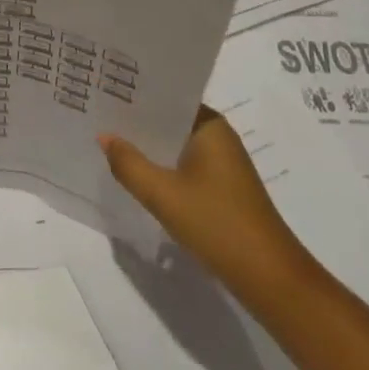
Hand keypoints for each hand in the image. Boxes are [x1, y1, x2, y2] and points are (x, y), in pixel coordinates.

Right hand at [99, 106, 308, 306]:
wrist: (270, 279)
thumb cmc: (218, 225)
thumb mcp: (164, 195)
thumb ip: (129, 164)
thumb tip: (104, 136)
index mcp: (209, 125)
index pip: (166, 96)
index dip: (135, 94)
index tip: (104, 90)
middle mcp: (218, 136)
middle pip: (169, 120)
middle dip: (137, 121)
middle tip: (97, 114)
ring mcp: (222, 163)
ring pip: (175, 145)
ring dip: (149, 146)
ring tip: (109, 141)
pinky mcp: (222, 188)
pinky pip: (184, 165)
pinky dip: (162, 167)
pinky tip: (138, 174)